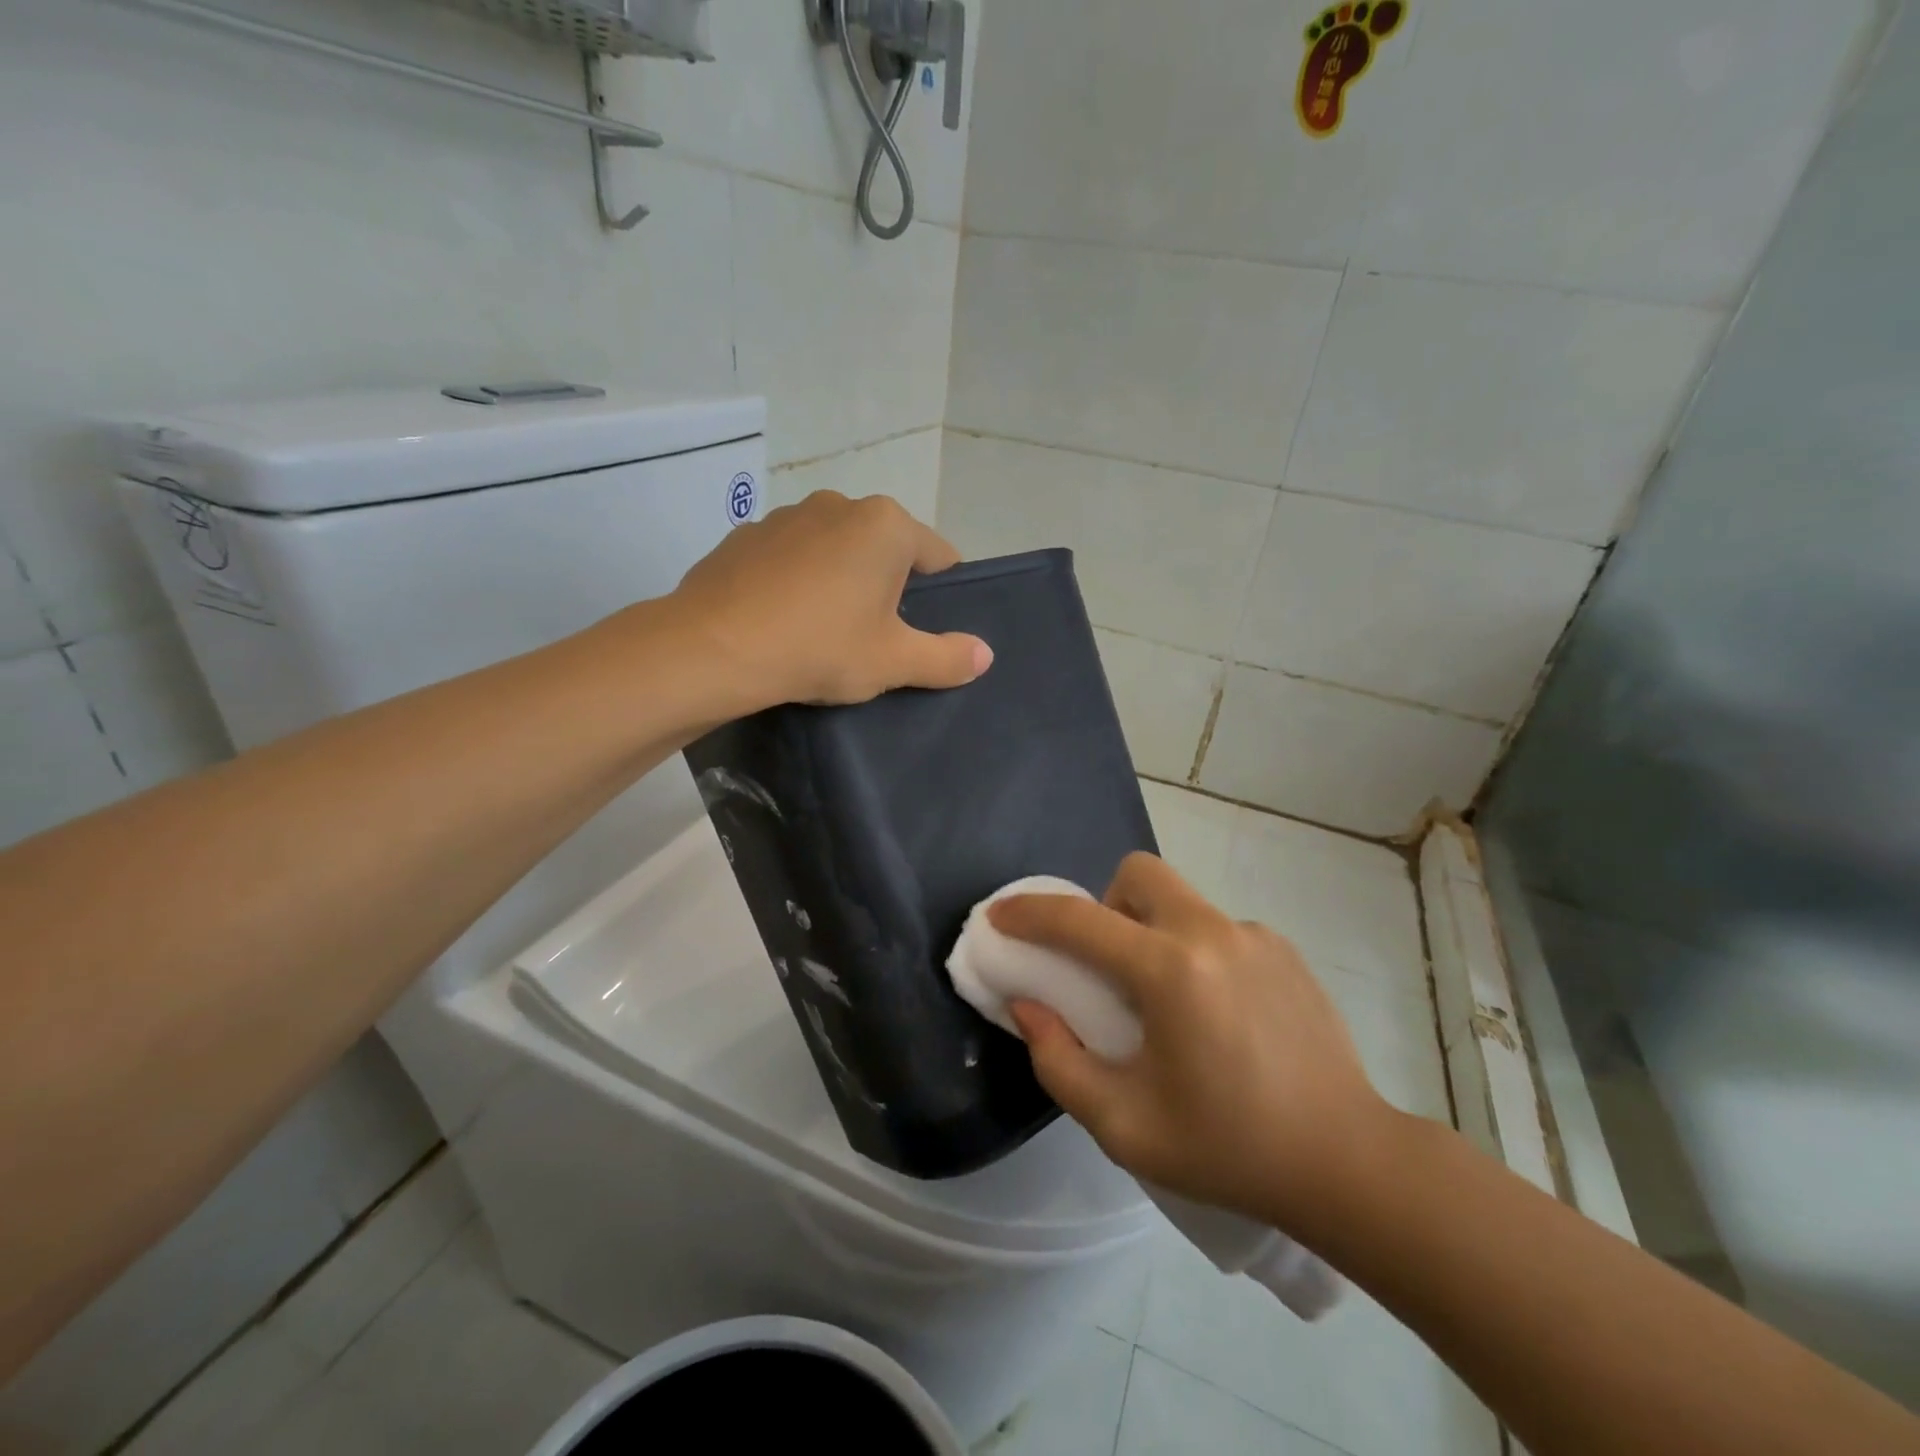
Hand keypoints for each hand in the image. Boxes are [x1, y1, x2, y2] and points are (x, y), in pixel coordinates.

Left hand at [669, 491, 992, 711]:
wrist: (713, 648)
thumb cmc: (820, 647)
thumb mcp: (893, 661)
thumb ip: (946, 657)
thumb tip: (985, 655)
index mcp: (886, 525)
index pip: (940, 557)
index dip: (942, 597)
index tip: (925, 633)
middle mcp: (840, 504)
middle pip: (886, 550)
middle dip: (889, 588)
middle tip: (876, 638)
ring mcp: (787, 515)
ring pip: (836, 550)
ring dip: (842, 581)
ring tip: (824, 631)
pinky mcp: (746, 536)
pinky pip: (791, 558)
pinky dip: (797, 581)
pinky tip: (783, 621)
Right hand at [991, 853, 1388, 1235]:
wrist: (1348, 1162)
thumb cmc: (1229, 1149)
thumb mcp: (1124, 1125)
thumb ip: (1059, 1062)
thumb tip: (1029, 1005)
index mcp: (1169, 971)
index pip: (1079, 921)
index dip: (1029, 913)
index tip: (999, 916)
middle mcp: (1212, 933)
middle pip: (1140, 873)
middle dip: (1107, 904)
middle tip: (1108, 964)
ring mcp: (1255, 936)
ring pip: (1181, 900)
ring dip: (1153, 930)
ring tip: (1169, 1001)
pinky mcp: (1285, 950)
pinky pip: (1218, 930)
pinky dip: (1197, 953)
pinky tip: (1219, 1015)